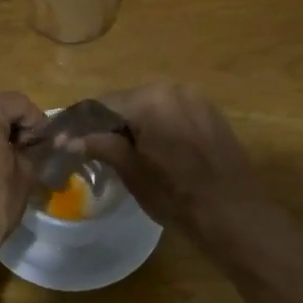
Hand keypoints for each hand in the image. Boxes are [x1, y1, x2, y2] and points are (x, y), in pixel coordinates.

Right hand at [79, 83, 259, 233]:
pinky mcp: (211, 113)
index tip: (68, 140)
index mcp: (150, 98)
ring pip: (152, 106)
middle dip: (110, 123)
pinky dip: (159, 125)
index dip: (83, 124)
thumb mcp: (131, 171)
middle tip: (94, 148)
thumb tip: (68, 138)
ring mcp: (196, 99)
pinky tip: (156, 149)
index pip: (103, 104)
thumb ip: (101, 146)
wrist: (234, 213)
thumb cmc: (176, 195)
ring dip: (135, 124)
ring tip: (124, 151)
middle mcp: (173, 88)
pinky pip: (174, 113)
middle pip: (128, 102)